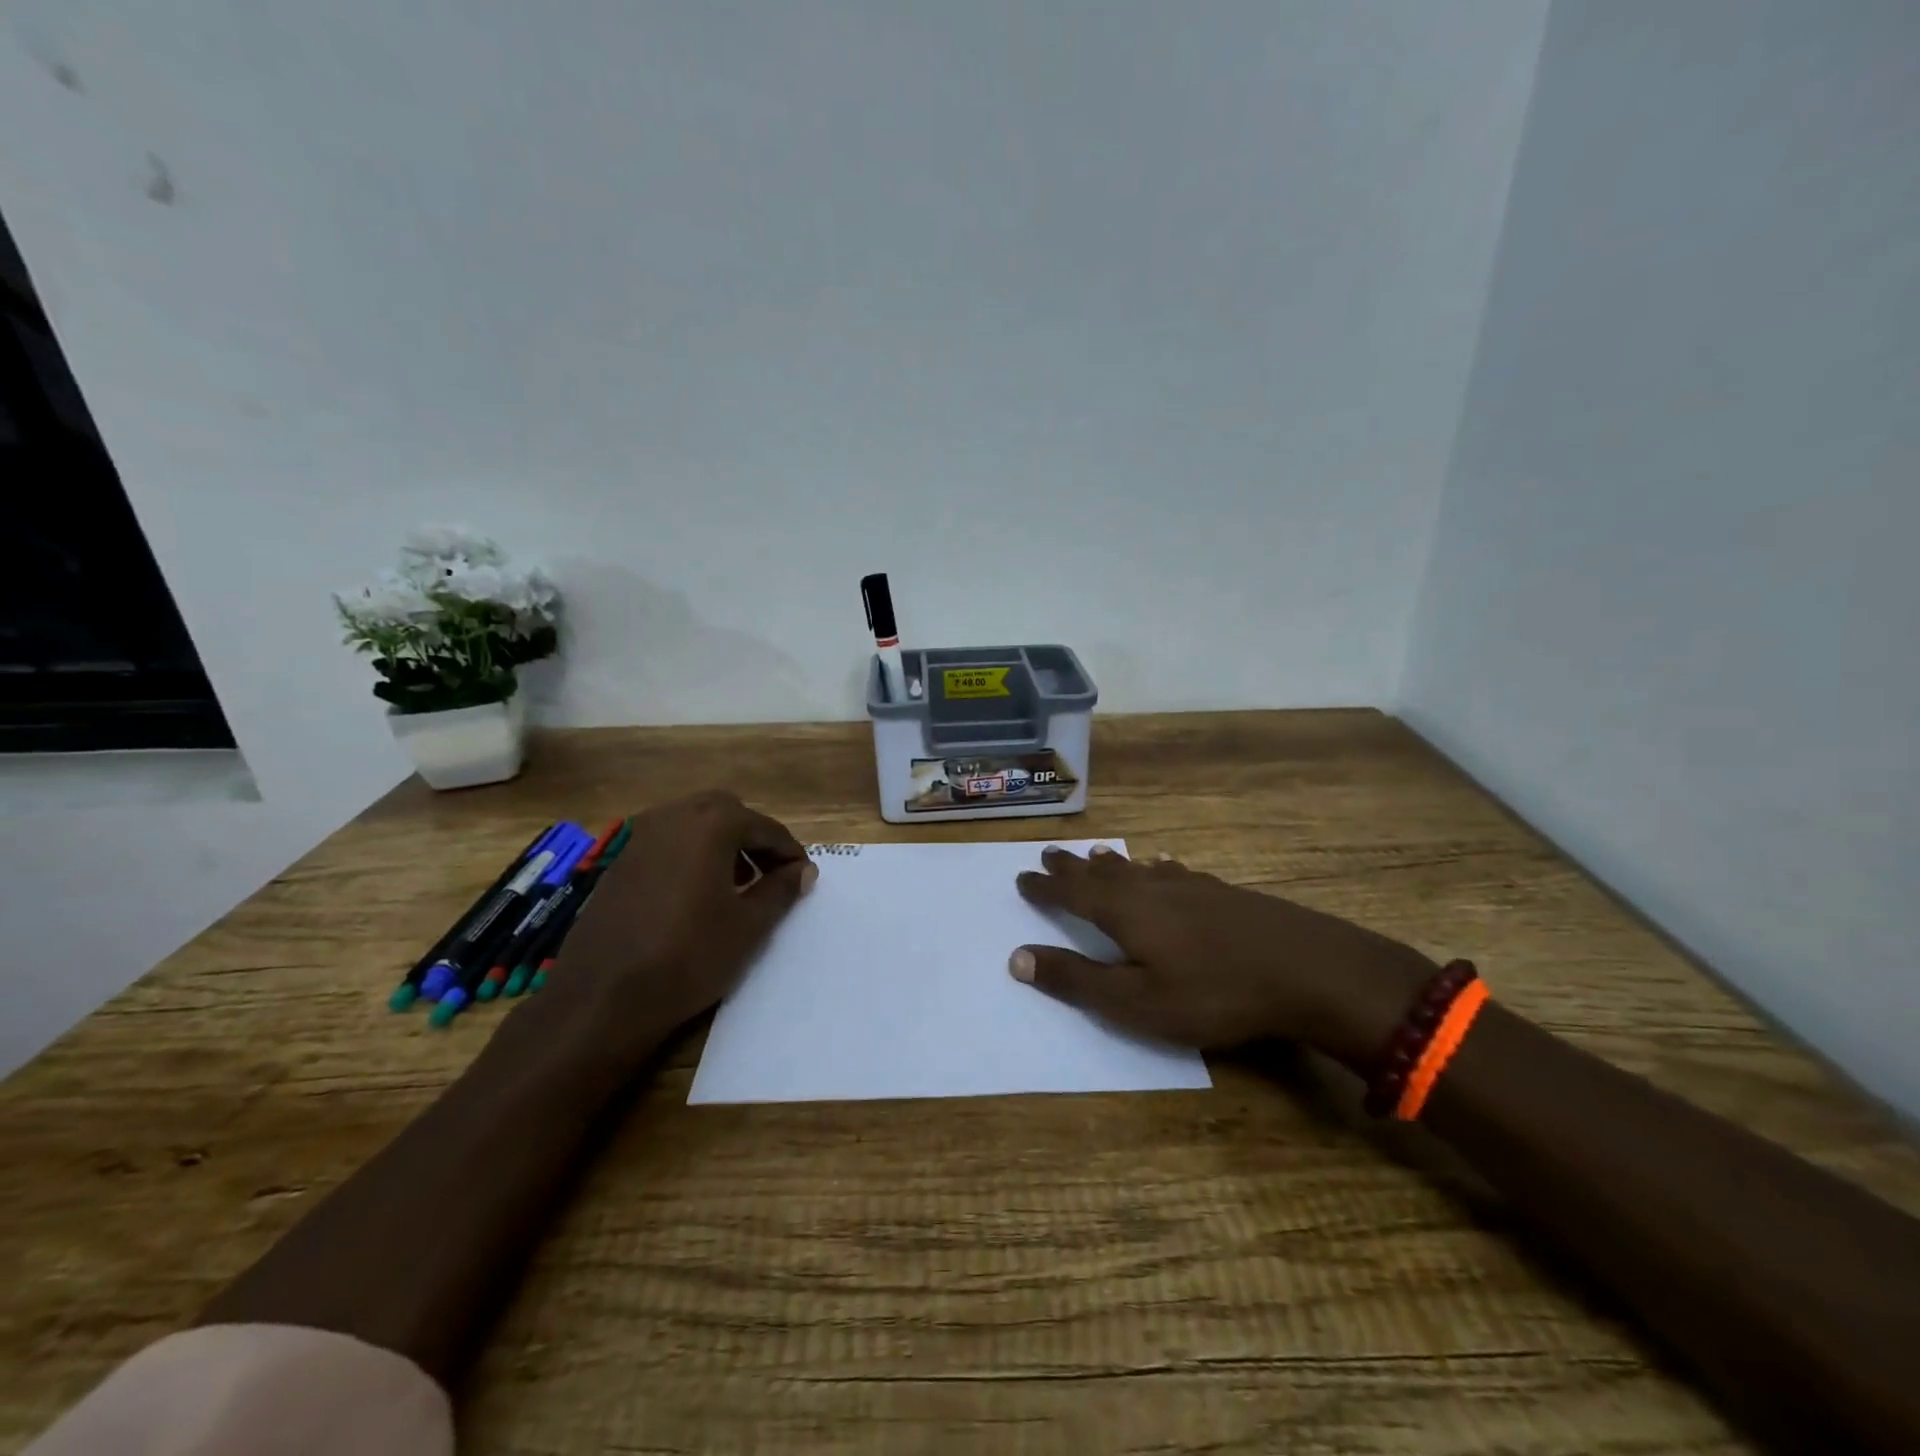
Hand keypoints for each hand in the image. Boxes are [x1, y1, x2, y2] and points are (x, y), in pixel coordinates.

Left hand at [536, 791, 814, 1060]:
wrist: (602, 996)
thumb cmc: (689, 956)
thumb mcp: (749, 926)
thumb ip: (781, 890)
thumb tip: (802, 871)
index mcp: (711, 824)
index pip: (764, 827)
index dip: (789, 852)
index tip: (804, 876)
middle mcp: (673, 817)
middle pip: (725, 812)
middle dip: (752, 837)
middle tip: (770, 873)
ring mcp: (639, 837)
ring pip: (692, 825)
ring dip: (720, 844)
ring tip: (736, 885)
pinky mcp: (618, 862)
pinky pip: (666, 844)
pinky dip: (690, 856)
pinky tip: (695, 895)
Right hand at [1010, 845, 1435, 1067]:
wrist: (1306, 969)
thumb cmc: (1212, 993)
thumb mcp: (1135, 1001)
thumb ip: (1076, 980)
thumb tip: (1017, 957)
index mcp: (1123, 913)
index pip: (1071, 895)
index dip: (1045, 889)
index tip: (1022, 877)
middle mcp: (1150, 889)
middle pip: (1101, 873)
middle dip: (1072, 868)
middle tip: (1050, 854)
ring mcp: (1189, 887)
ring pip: (1137, 869)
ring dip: (1110, 864)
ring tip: (1095, 855)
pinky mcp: (1221, 892)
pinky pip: (1174, 872)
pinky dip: (1156, 868)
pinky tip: (1164, 866)